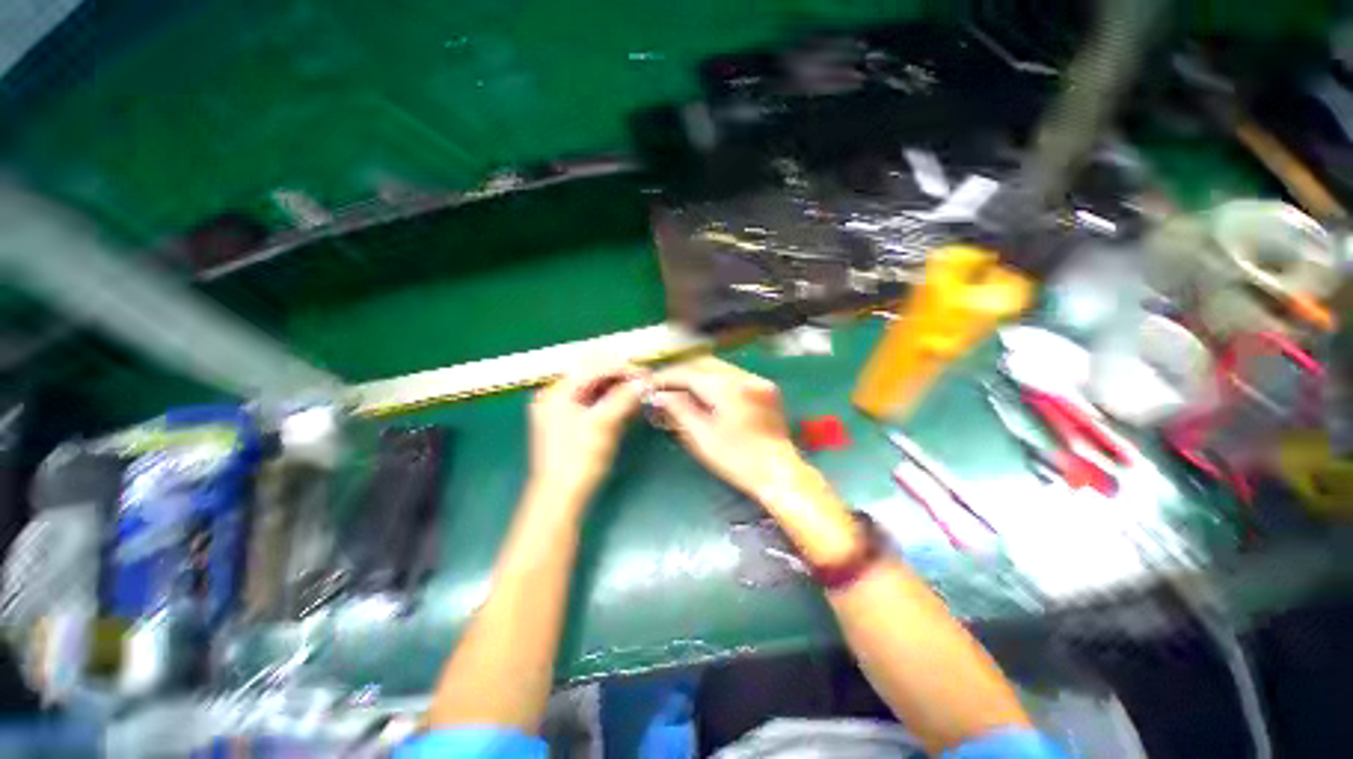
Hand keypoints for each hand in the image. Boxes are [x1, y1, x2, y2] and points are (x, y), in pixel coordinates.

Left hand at [528, 363, 645, 504]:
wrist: (562, 497)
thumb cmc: (578, 460)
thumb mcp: (603, 424)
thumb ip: (623, 398)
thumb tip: (644, 380)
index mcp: (556, 392)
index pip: (593, 368)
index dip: (621, 369)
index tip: (646, 375)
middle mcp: (557, 396)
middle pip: (594, 376)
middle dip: (621, 378)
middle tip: (645, 383)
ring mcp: (563, 409)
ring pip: (596, 390)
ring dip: (619, 390)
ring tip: (641, 394)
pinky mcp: (572, 422)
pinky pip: (595, 404)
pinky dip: (613, 403)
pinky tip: (629, 406)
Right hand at [649, 357, 805, 500]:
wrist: (778, 473)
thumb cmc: (736, 459)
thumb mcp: (701, 436)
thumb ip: (679, 410)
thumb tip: (659, 395)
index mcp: (728, 388)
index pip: (690, 373)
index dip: (669, 377)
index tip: (652, 384)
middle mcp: (744, 377)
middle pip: (705, 364)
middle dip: (683, 372)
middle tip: (665, 384)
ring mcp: (758, 381)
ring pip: (720, 367)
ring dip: (699, 374)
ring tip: (681, 387)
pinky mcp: (766, 388)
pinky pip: (734, 375)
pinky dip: (716, 379)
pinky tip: (706, 391)